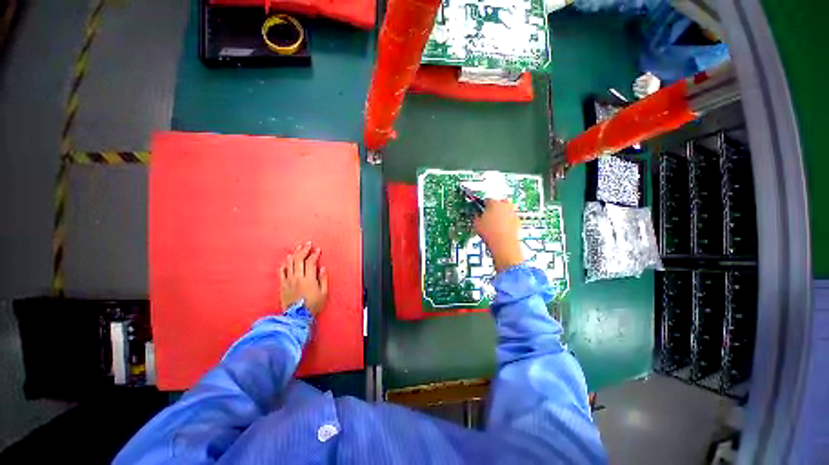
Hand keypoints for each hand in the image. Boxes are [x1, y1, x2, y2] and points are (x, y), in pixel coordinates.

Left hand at [280, 242, 328, 315]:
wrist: (297, 317)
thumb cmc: (313, 305)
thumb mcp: (324, 293)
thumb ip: (323, 279)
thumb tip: (322, 268)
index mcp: (309, 279)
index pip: (311, 262)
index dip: (314, 254)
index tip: (318, 249)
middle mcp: (297, 277)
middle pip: (299, 259)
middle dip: (304, 250)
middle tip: (308, 244)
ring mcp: (288, 281)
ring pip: (290, 263)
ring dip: (294, 254)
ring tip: (298, 248)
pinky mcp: (282, 285)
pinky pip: (281, 271)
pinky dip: (284, 264)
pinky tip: (287, 260)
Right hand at [474, 200, 523, 271]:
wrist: (504, 243)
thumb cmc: (490, 233)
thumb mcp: (476, 223)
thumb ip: (476, 216)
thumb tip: (476, 215)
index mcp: (493, 203)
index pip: (486, 200)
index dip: (482, 205)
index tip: (480, 210)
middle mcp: (505, 205)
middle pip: (499, 202)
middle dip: (494, 208)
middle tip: (488, 215)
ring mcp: (512, 212)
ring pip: (506, 210)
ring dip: (501, 214)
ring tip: (494, 223)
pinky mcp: (518, 221)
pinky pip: (511, 218)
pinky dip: (507, 221)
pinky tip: (501, 228)